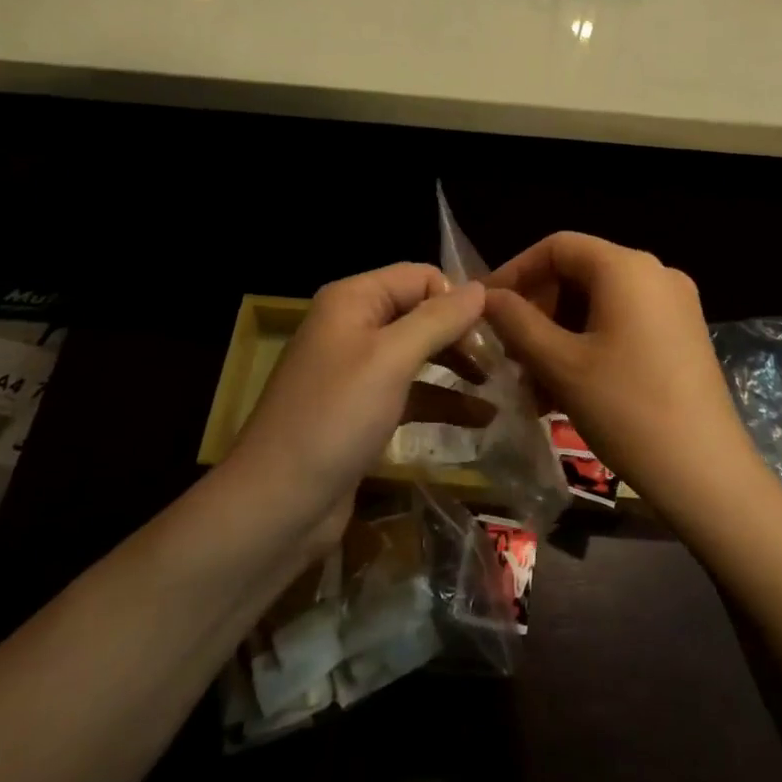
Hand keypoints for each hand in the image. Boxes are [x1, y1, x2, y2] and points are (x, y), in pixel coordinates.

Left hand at [223, 263, 484, 546]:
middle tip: (503, 361)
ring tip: (501, 386)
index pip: (421, 277)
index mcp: (354, 299)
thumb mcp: (391, 359)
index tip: (496, 331)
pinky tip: (482, 418)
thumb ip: (438, 319)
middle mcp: (354, 325)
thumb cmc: (336, 418)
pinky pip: (412, 392)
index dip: (458, 298)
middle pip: (422, 313)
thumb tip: (480, 287)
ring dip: (459, 367)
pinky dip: (444, 400)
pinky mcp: (364, 410)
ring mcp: (358, 370)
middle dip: (462, 334)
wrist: (277, 504)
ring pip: (421, 354)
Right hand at [483, 232, 759, 528]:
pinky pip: (623, 323)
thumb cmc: (626, 409)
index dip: (515, 271)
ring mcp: (675, 305)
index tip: (485, 307)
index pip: (557, 246)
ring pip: (599, 304)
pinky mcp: (682, 336)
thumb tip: (486, 297)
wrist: (706, 473)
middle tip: (509, 354)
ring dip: (559, 335)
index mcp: (627, 267)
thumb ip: (517, 322)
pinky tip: (566, 391)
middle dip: (538, 311)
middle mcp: (656, 273)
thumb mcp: (560, 364)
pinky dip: (589, 345)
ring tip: (533, 385)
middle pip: (579, 274)